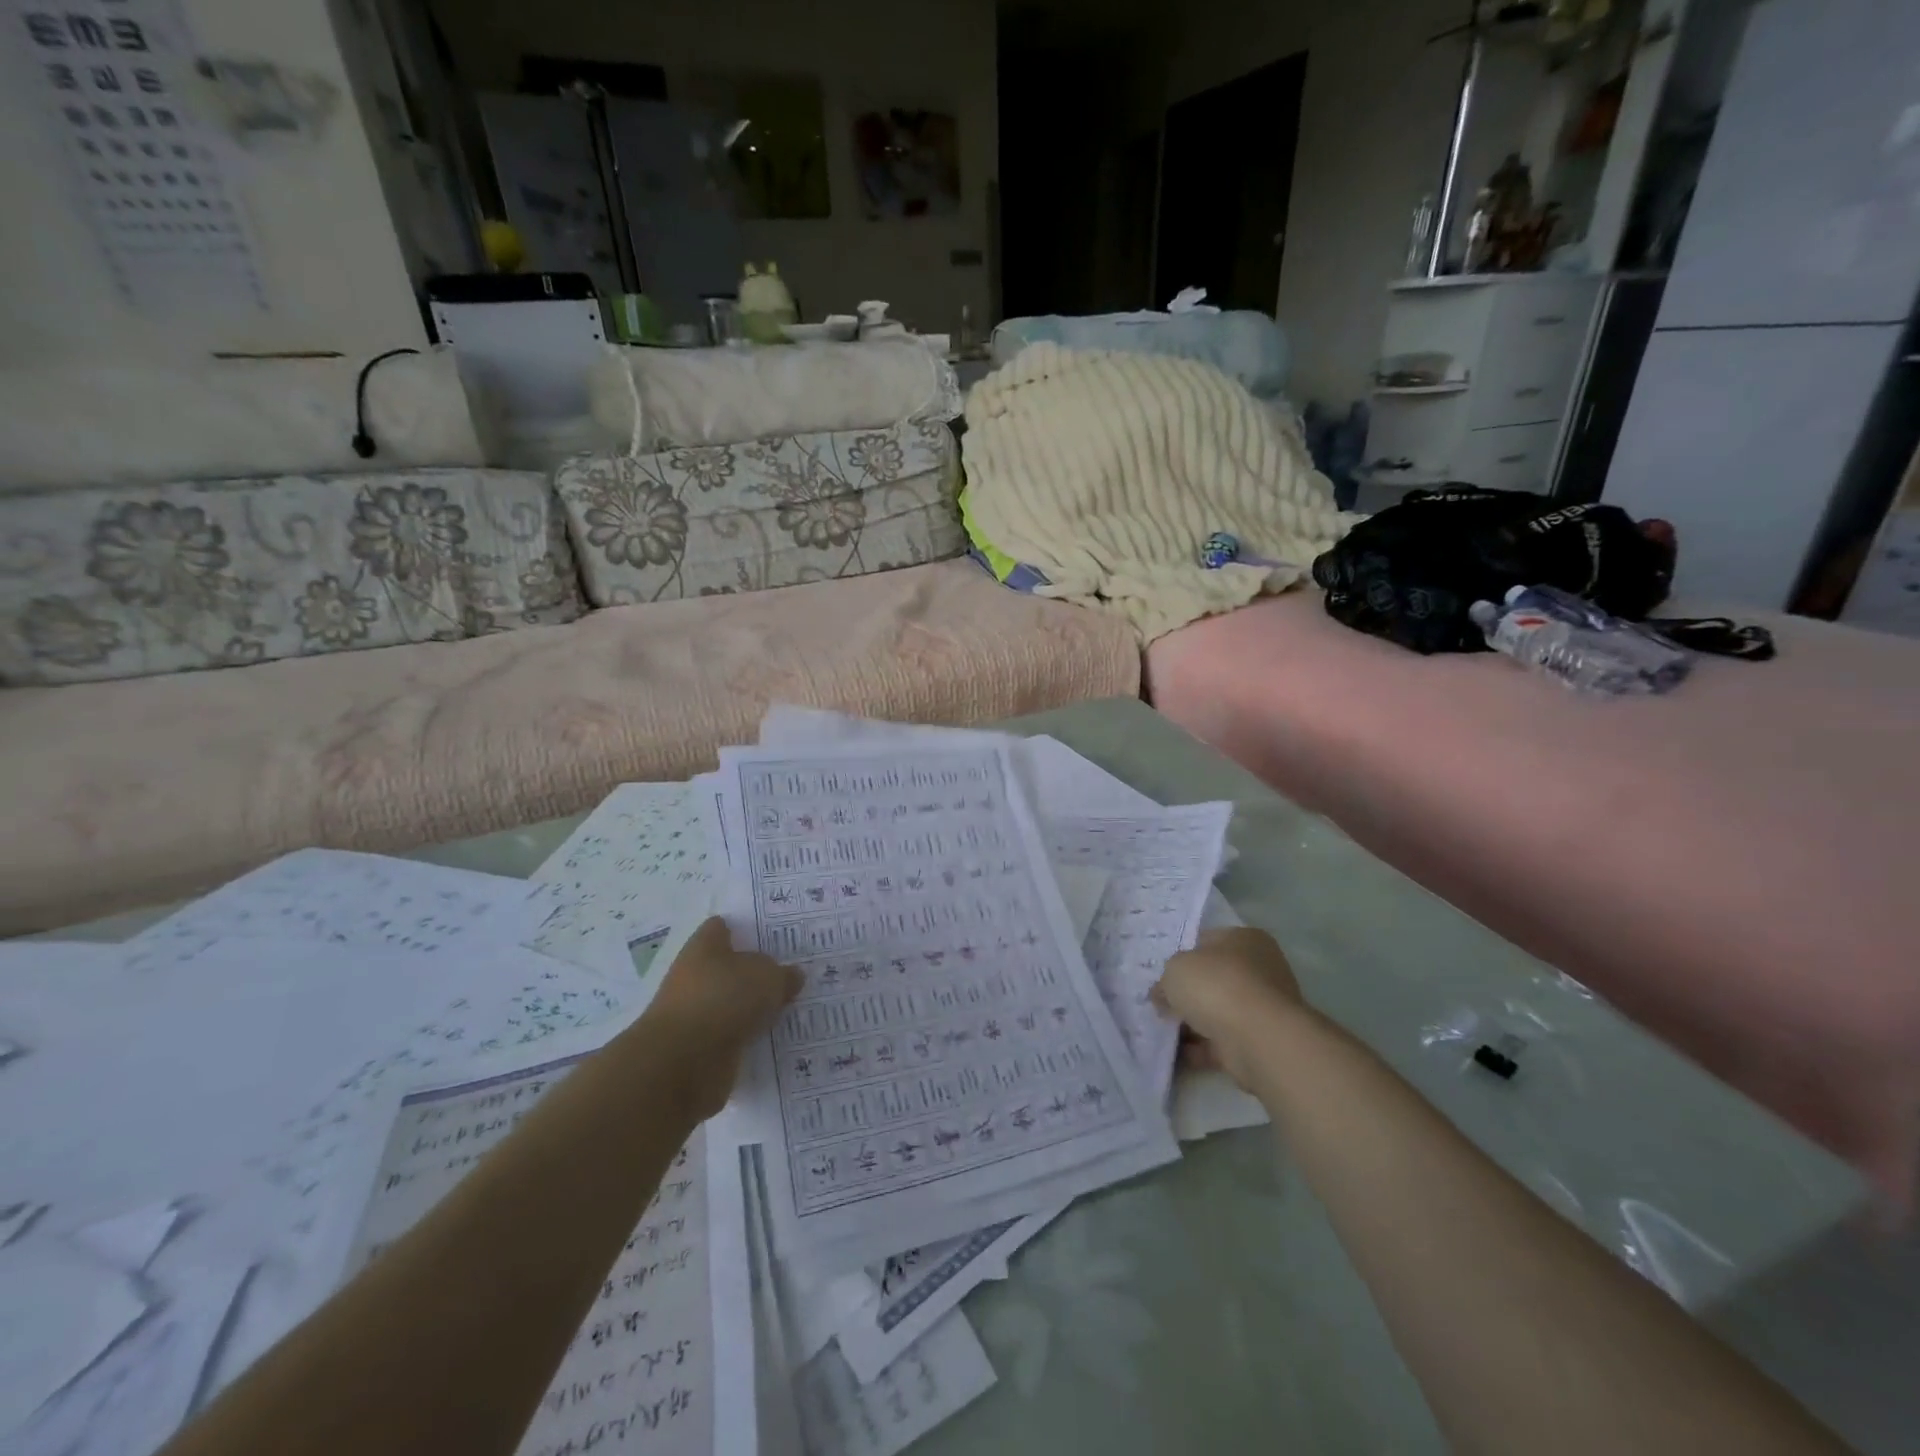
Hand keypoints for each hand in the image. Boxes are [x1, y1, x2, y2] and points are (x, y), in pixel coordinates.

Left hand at [642, 916, 802, 1119]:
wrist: (683, 1063)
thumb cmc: (724, 999)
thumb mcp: (768, 977)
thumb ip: (783, 974)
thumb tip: (791, 976)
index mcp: (704, 947)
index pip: (722, 927)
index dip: (745, 928)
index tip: (773, 935)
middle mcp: (694, 976)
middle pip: (728, 967)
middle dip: (755, 972)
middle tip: (791, 972)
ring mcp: (694, 1014)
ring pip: (731, 1003)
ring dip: (752, 1007)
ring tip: (790, 1007)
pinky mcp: (698, 1049)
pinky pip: (731, 1035)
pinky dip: (748, 1037)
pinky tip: (775, 1037)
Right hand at [1152, 926, 1304, 1089]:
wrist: (1257, 1039)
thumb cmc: (1217, 985)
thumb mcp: (1175, 969)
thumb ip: (1166, 979)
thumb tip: (1163, 994)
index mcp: (1245, 939)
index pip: (1207, 941)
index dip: (1181, 955)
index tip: (1160, 973)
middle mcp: (1259, 970)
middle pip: (1213, 979)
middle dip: (1187, 993)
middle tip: (1158, 1002)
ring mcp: (1261, 1008)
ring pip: (1217, 1011)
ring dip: (1192, 1022)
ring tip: (1161, 1029)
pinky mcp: (1258, 1041)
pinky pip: (1221, 1041)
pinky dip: (1200, 1048)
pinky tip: (1175, 1053)